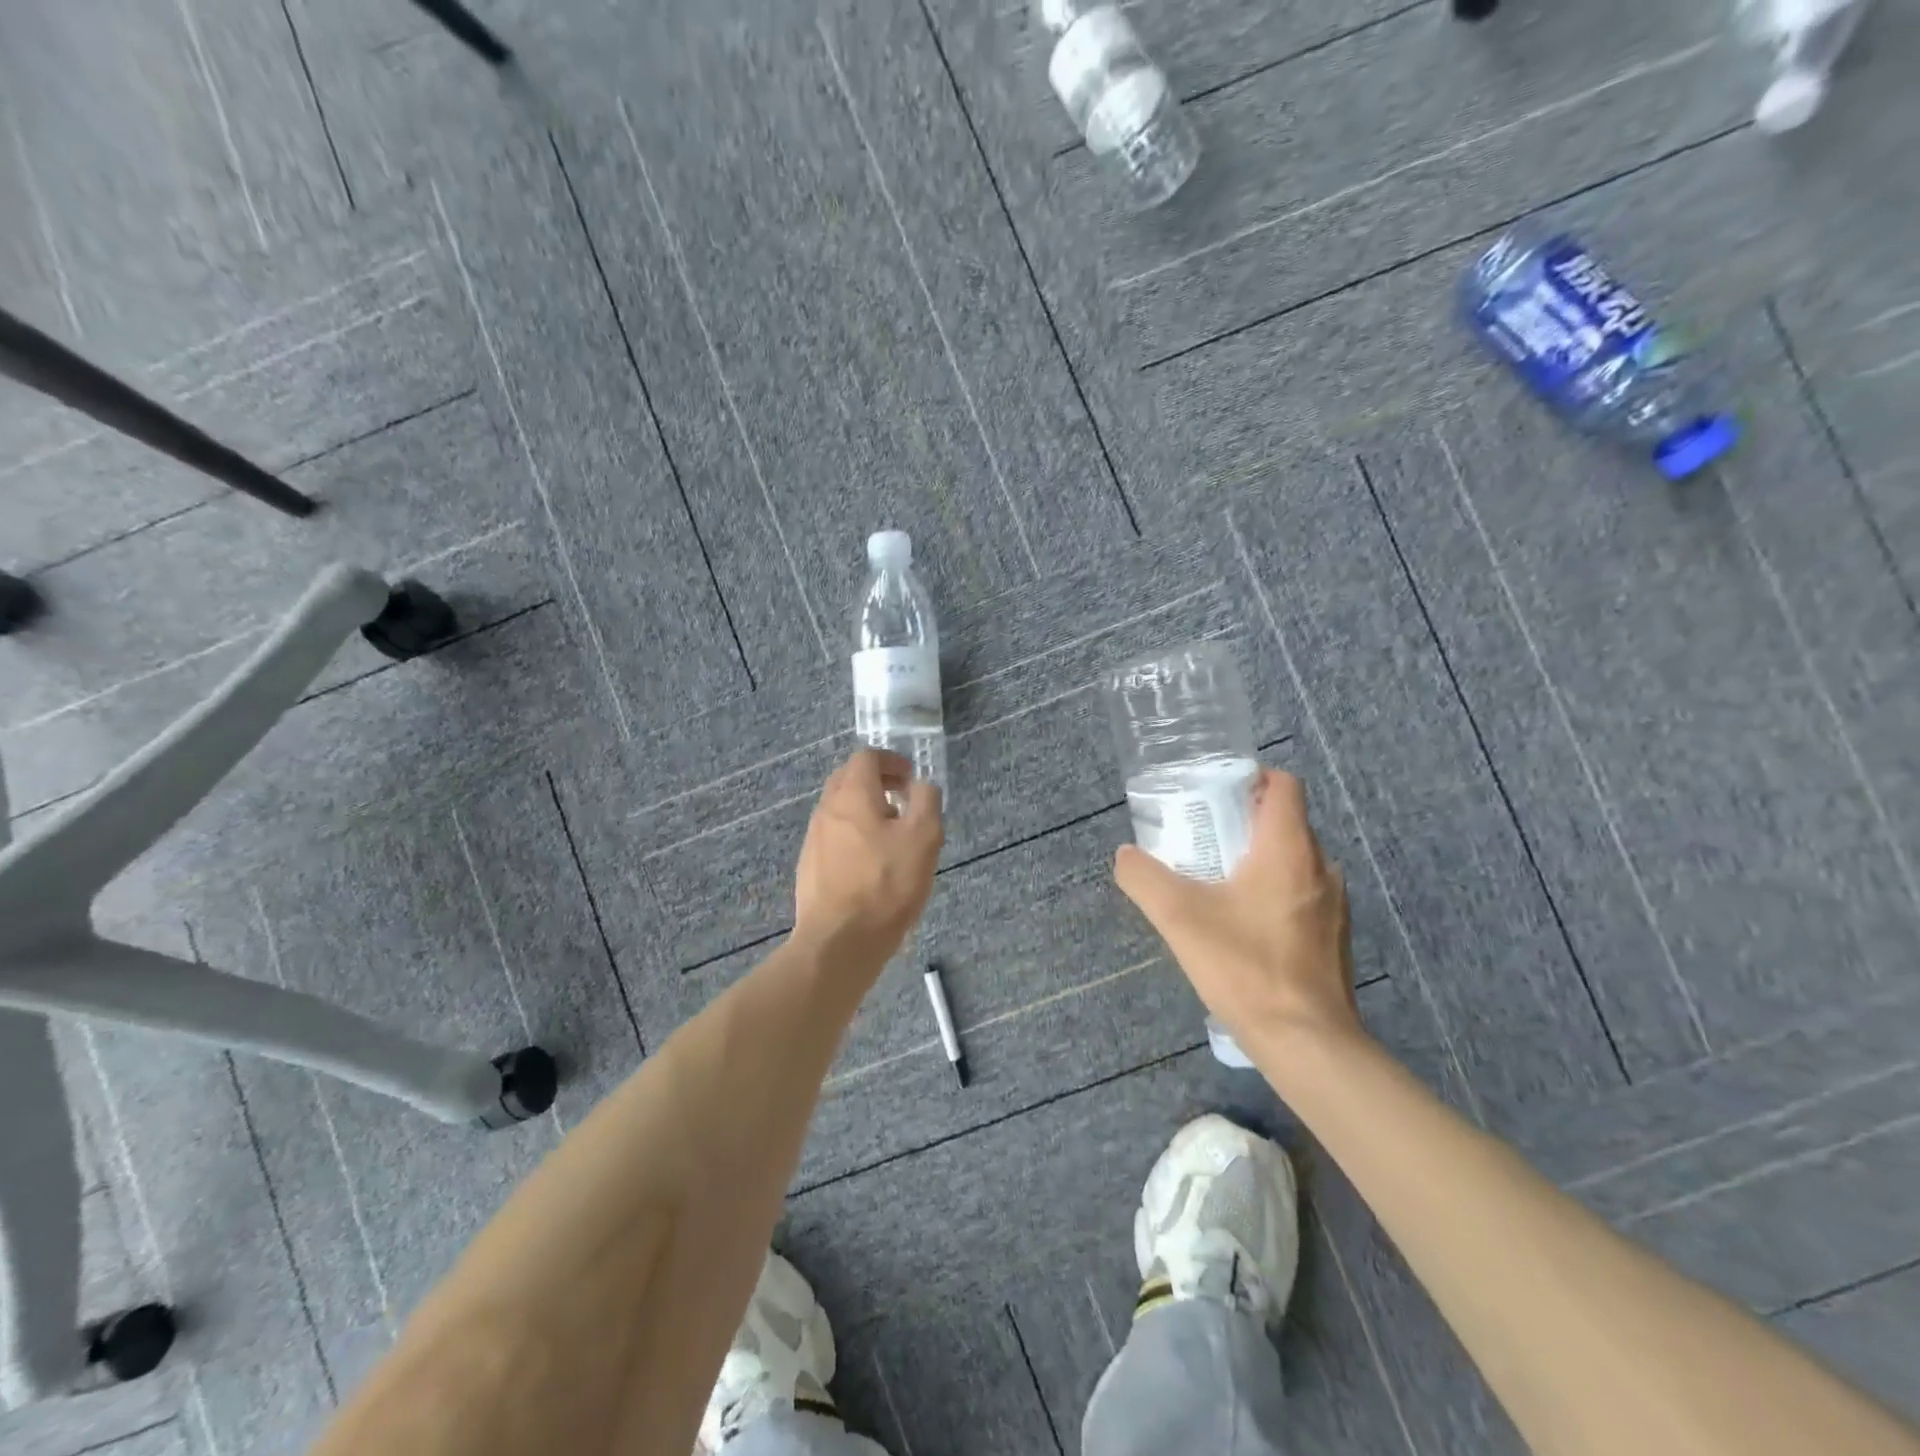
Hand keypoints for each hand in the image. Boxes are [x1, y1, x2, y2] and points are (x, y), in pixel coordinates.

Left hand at [793, 749, 942, 970]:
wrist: (839, 941)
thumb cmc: (886, 885)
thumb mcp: (924, 838)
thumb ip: (926, 801)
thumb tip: (921, 785)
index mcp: (851, 795)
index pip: (866, 757)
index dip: (891, 761)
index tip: (911, 777)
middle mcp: (826, 810)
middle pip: (848, 779)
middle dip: (877, 782)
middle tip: (903, 801)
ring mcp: (813, 839)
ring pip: (840, 810)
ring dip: (865, 811)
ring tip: (892, 836)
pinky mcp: (809, 867)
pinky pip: (834, 837)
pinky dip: (854, 836)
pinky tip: (872, 864)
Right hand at [1113, 767, 1363, 1053]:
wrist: (1307, 1042)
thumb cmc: (1245, 966)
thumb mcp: (1178, 917)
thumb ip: (1144, 878)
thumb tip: (1125, 856)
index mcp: (1289, 848)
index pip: (1283, 784)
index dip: (1250, 779)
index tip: (1215, 796)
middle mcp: (1321, 867)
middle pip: (1284, 822)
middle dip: (1242, 823)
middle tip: (1202, 841)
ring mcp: (1334, 904)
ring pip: (1293, 861)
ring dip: (1257, 861)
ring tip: (1216, 884)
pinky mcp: (1334, 936)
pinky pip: (1301, 894)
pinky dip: (1272, 894)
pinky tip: (1242, 926)